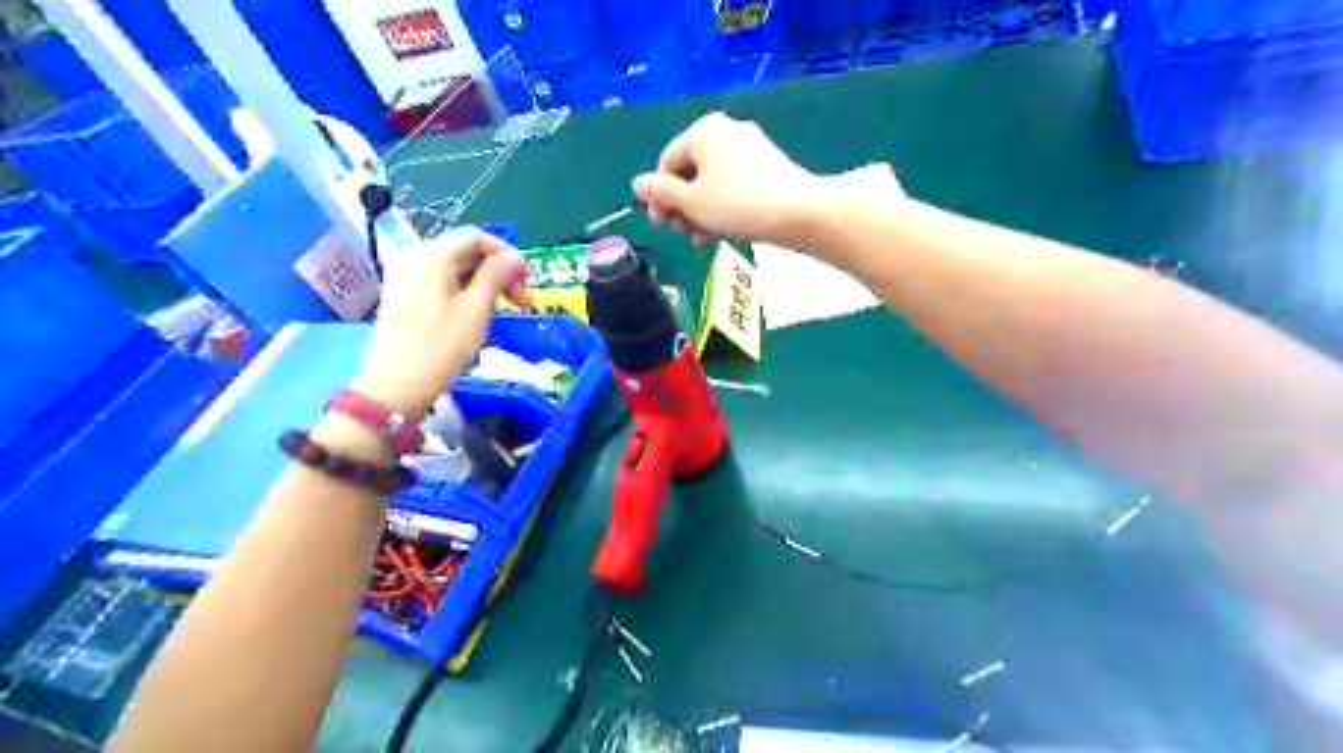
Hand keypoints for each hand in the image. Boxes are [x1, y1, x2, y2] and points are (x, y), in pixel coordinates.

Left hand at [355, 230, 527, 416]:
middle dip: (497, 271)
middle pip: (464, 251)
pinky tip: (478, 312)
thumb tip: (514, 256)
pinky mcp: (403, 296)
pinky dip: (464, 290)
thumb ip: (496, 277)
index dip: (506, 253)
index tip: (528, 278)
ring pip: (454, 268)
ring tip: (505, 309)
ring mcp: (405, 277)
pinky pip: (440, 282)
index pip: (476, 237)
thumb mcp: (476, 310)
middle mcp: (414, 257)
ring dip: (484, 283)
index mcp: (432, 255)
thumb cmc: (441, 346)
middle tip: (523, 300)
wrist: (396, 386)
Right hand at [634, 112, 830, 246]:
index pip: (667, 162)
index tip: (660, 225)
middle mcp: (726, 132)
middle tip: (684, 234)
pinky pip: (734, 186)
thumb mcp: (691, 203)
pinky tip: (726, 233)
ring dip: (701, 213)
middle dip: (682, 207)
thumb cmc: (737, 205)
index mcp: (704, 132)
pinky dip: (723, 208)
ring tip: (703, 241)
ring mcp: (750, 149)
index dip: (658, 196)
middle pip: (690, 173)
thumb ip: (661, 194)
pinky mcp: (768, 167)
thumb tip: (637, 184)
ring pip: (712, 183)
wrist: (798, 212)